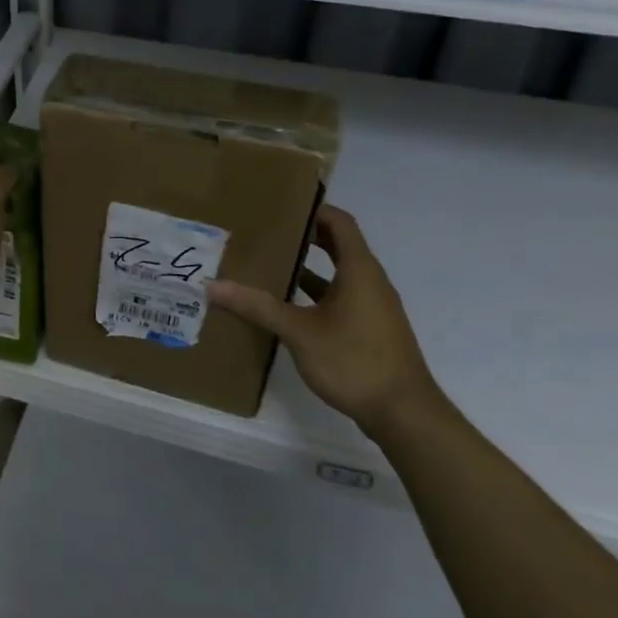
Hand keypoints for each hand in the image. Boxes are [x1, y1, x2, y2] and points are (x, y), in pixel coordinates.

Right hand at [206, 205, 444, 441]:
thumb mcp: (299, 332)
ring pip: (339, 275)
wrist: (404, 414)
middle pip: (338, 245)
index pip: (340, 222)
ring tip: (270, 262)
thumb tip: (213, 286)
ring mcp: (372, 307)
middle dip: (305, 235)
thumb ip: (257, 307)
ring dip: (309, 266)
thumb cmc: (354, 361)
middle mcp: (370, 282)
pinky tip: (287, 306)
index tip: (281, 203)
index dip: (314, 208)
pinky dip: (316, 294)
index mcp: (360, 270)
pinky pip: (341, 298)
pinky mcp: (370, 330)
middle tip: (267, 229)